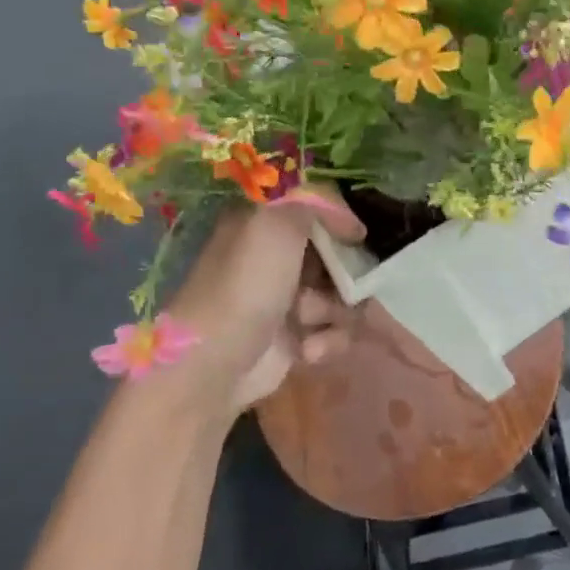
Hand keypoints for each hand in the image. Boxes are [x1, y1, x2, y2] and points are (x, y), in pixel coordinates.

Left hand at [163, 191, 366, 419]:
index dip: (339, 220)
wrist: (213, 365)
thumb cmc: (246, 285)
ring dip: (336, 310)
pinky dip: (328, 340)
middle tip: (347, 283)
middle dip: (346, 272)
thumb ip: (318, 204)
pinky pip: (335, 330)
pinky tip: (308, 350)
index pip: (316, 209)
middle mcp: (276, 258)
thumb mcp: (277, 223)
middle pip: (337, 253)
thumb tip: (351, 225)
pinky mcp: (296, 338)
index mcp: (263, 224)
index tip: (356, 235)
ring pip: (342, 294)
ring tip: (310, 322)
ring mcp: (287, 299)